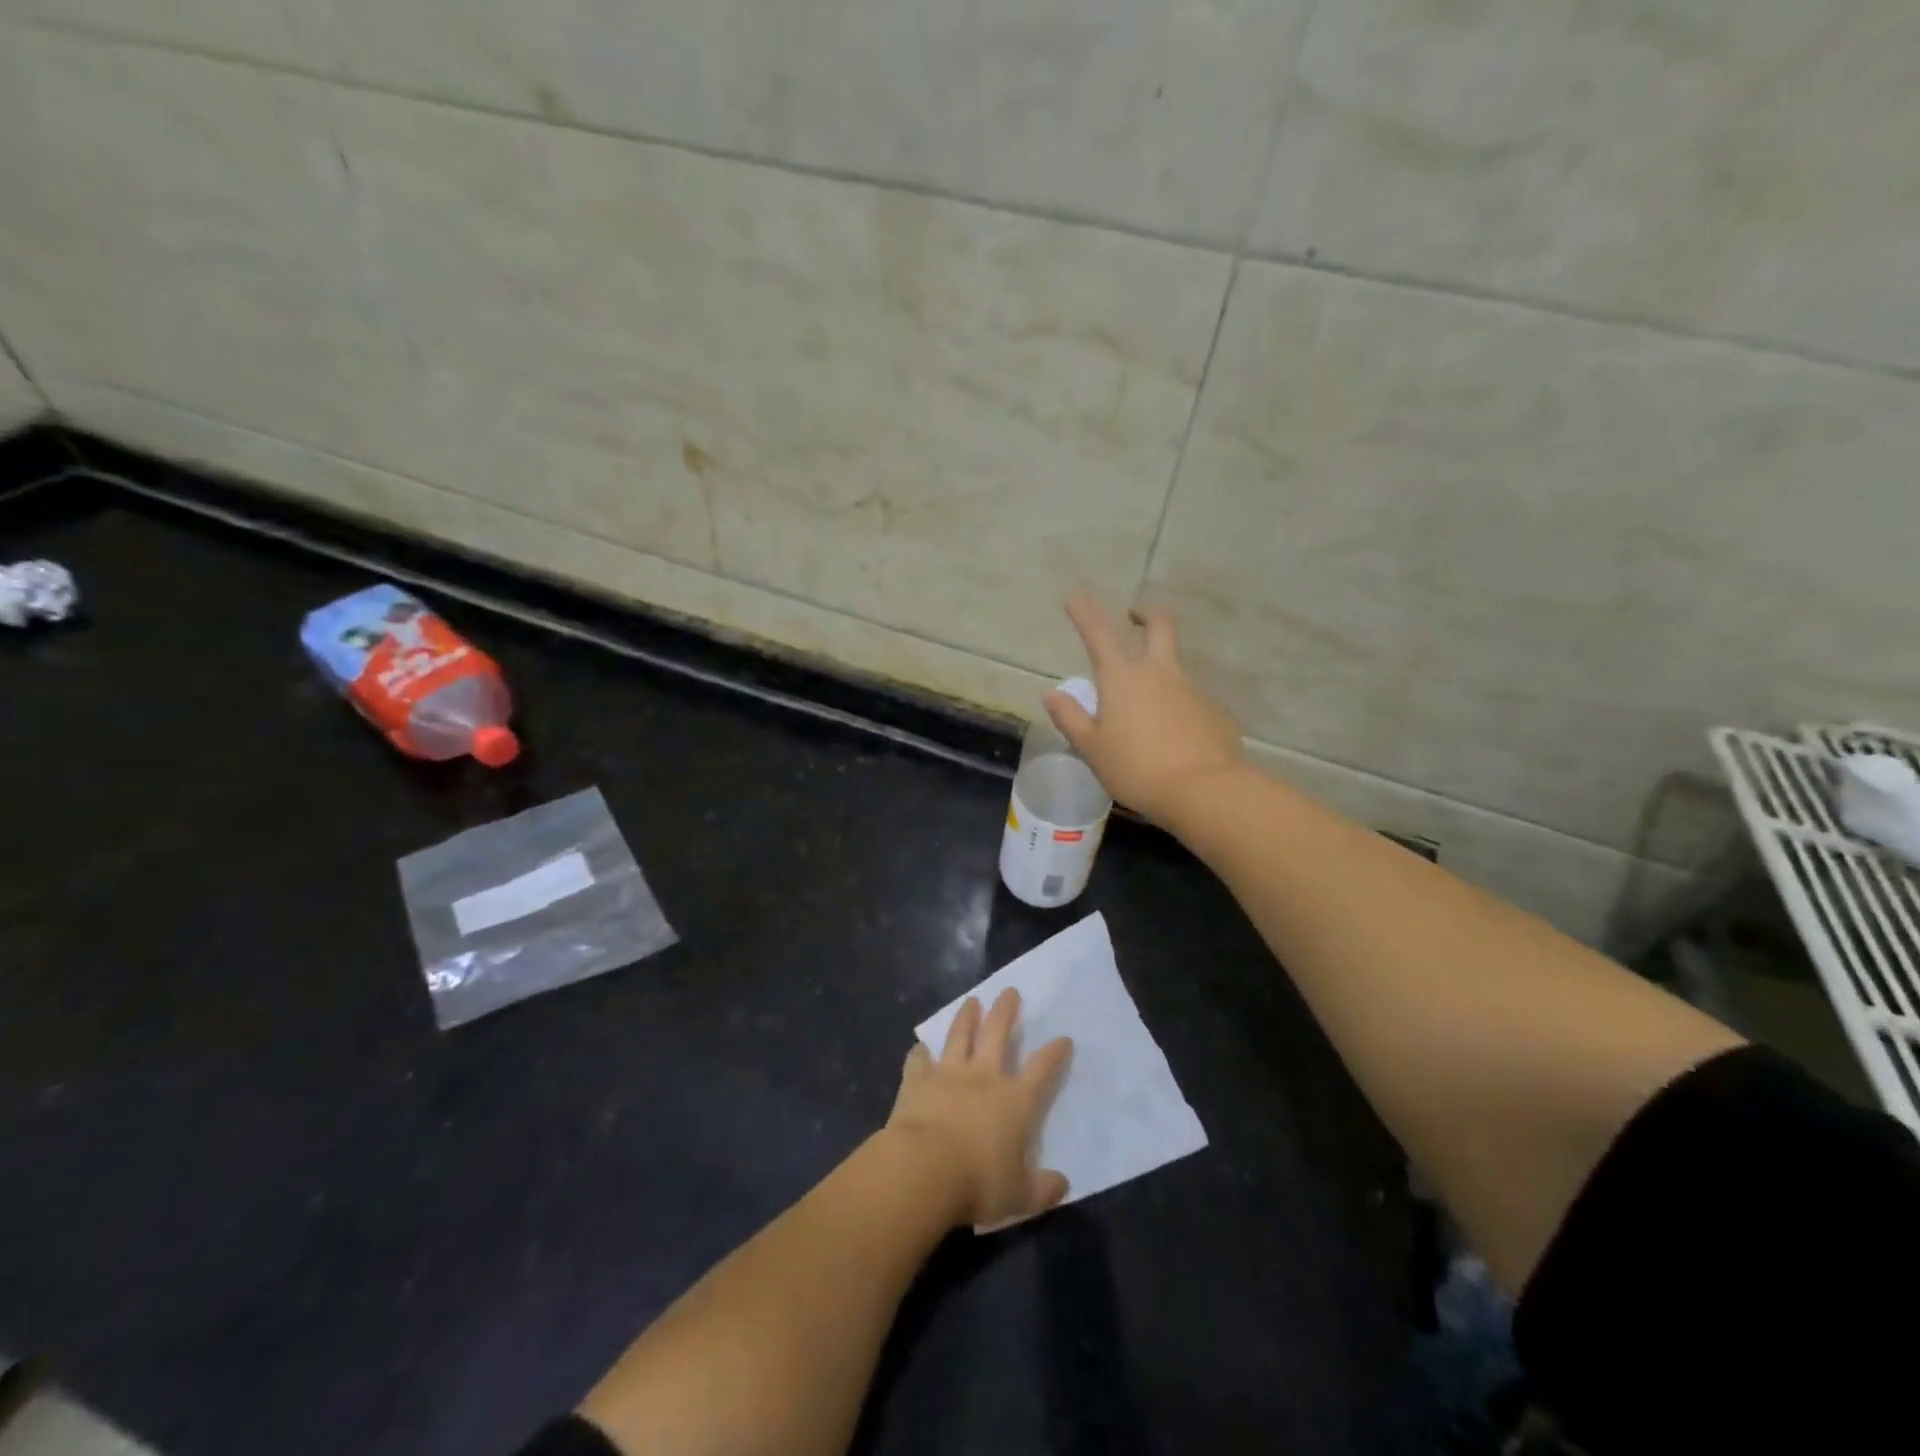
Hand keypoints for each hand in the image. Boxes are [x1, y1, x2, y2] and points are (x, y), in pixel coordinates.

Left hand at [886, 989, 1071, 1228]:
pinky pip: (919, 1060)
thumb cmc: (978, 1183)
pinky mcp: (918, 1079)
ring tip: (972, 1000)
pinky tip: (919, 1047)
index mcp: (1016, 1101)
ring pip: (960, 1035)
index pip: (1042, 1070)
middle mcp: (985, 1076)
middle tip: (1009, 991)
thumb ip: (1042, 1189)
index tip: (1064, 1038)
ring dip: (966, 1016)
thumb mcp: (1019, 1196)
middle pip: (998, 1033)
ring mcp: (949, 1073)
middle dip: (1006, 1011)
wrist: (924, 1168)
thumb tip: (1063, 1185)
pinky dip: (920, 1053)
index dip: (1054, 1053)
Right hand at [1047, 595, 1243, 825]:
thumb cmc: (1137, 769)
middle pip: (1159, 625)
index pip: (1099, 633)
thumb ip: (1070, 718)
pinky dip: (1179, 707)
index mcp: (1123, 678)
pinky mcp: (1214, 711)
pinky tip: (1174, 737)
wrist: (1204, 790)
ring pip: (1175, 665)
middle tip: (1135, 616)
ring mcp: (1191, 689)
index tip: (1074, 597)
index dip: (1084, 613)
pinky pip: (1191, 700)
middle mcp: (1159, 673)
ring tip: (1146, 707)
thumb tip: (1051, 694)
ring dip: (1160, 669)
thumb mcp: (1093, 749)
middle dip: (1145, 614)